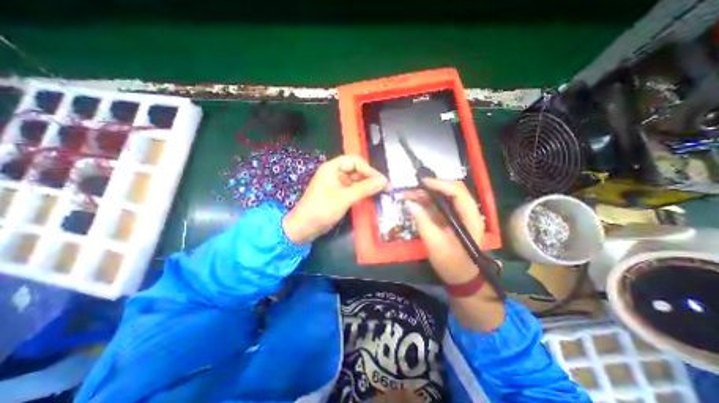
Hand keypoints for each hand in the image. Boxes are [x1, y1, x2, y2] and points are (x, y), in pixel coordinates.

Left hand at [284, 155, 390, 241]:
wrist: (304, 227)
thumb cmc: (322, 209)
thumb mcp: (345, 198)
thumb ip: (364, 188)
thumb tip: (383, 181)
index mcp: (332, 168)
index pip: (355, 161)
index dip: (369, 169)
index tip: (381, 180)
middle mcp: (335, 173)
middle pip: (356, 170)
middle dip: (370, 178)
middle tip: (385, 188)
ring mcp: (336, 184)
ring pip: (356, 181)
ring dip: (368, 186)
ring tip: (381, 193)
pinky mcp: (337, 194)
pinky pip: (352, 190)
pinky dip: (362, 193)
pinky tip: (371, 198)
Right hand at [406, 178, 484, 283]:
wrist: (461, 277)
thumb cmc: (451, 263)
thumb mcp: (435, 244)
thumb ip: (423, 222)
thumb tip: (409, 203)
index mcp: (469, 217)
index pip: (458, 192)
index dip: (440, 184)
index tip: (422, 183)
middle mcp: (467, 212)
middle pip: (452, 190)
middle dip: (432, 186)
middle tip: (413, 189)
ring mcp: (460, 215)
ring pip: (445, 196)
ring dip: (428, 193)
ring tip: (410, 195)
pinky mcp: (452, 219)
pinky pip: (440, 205)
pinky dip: (428, 201)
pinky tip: (416, 202)